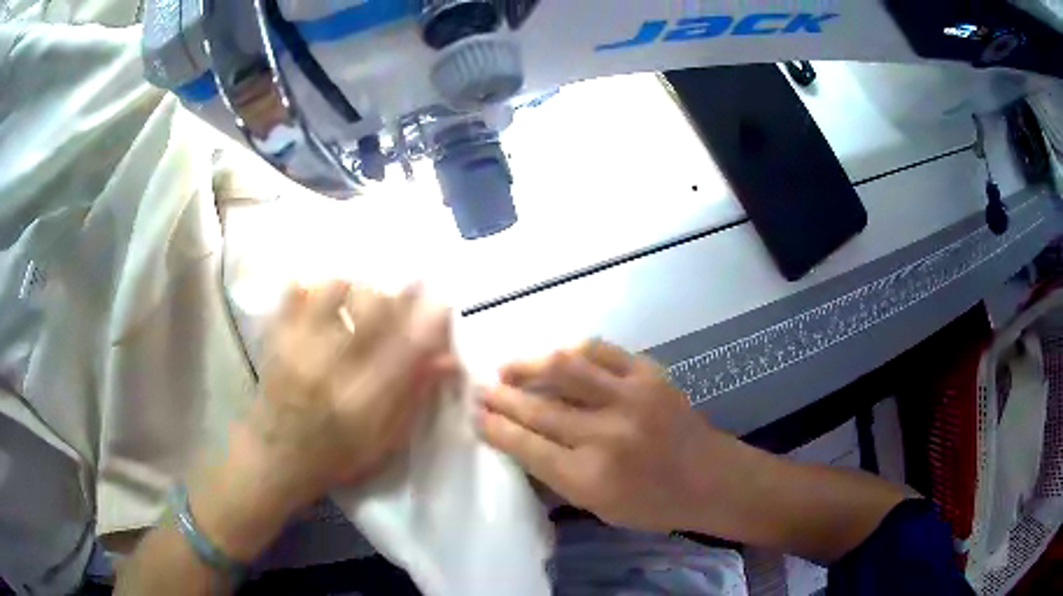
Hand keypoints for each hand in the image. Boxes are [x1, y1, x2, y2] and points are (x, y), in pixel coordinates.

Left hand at [241, 280, 455, 512]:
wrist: (274, 459)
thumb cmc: (335, 456)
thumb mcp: (383, 443)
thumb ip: (413, 399)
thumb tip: (447, 360)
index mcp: (364, 401)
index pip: (406, 347)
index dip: (428, 317)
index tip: (440, 299)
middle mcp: (333, 369)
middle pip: (371, 309)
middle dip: (395, 294)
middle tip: (403, 294)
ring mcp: (299, 348)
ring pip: (333, 291)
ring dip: (355, 288)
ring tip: (359, 297)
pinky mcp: (276, 338)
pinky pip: (294, 293)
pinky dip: (312, 286)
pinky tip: (321, 296)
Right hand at [478, 341, 731, 532]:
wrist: (712, 478)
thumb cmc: (654, 504)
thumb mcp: (599, 508)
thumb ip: (558, 476)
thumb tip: (520, 442)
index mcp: (590, 478)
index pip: (526, 446)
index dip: (495, 428)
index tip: (476, 415)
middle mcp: (606, 436)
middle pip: (538, 408)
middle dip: (501, 397)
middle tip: (482, 389)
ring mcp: (631, 399)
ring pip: (564, 368)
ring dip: (528, 364)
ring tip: (509, 367)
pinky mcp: (650, 375)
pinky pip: (601, 350)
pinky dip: (573, 351)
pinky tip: (558, 356)